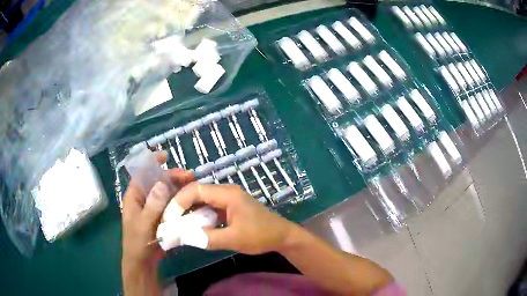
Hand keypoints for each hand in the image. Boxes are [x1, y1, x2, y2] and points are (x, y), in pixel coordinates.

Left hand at [121, 152, 193, 282]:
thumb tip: (162, 183)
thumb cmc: (138, 241)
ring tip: (193, 186)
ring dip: (178, 188)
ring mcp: (153, 208)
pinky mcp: (161, 216)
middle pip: (157, 181)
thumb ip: (152, 205)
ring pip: (166, 192)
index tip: (166, 155)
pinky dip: (179, 200)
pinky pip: (170, 204)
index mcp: (134, 196)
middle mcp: (143, 198)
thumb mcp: (144, 223)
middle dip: (172, 176)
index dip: (152, 162)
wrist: (143, 261)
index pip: (141, 173)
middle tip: (190, 176)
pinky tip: (191, 200)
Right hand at [171, 183, 296, 254]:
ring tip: (175, 224)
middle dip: (180, 205)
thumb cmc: (261, 235)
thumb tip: (181, 237)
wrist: (282, 236)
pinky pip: (208, 207)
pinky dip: (197, 215)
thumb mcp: (233, 239)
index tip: (169, 218)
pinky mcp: (229, 207)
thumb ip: (207, 238)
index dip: (178, 202)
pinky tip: (190, 225)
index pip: (195, 190)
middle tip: (168, 220)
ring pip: (201, 200)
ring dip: (188, 211)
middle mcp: (225, 191)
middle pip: (196, 192)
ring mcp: (227, 198)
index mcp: (227, 194)